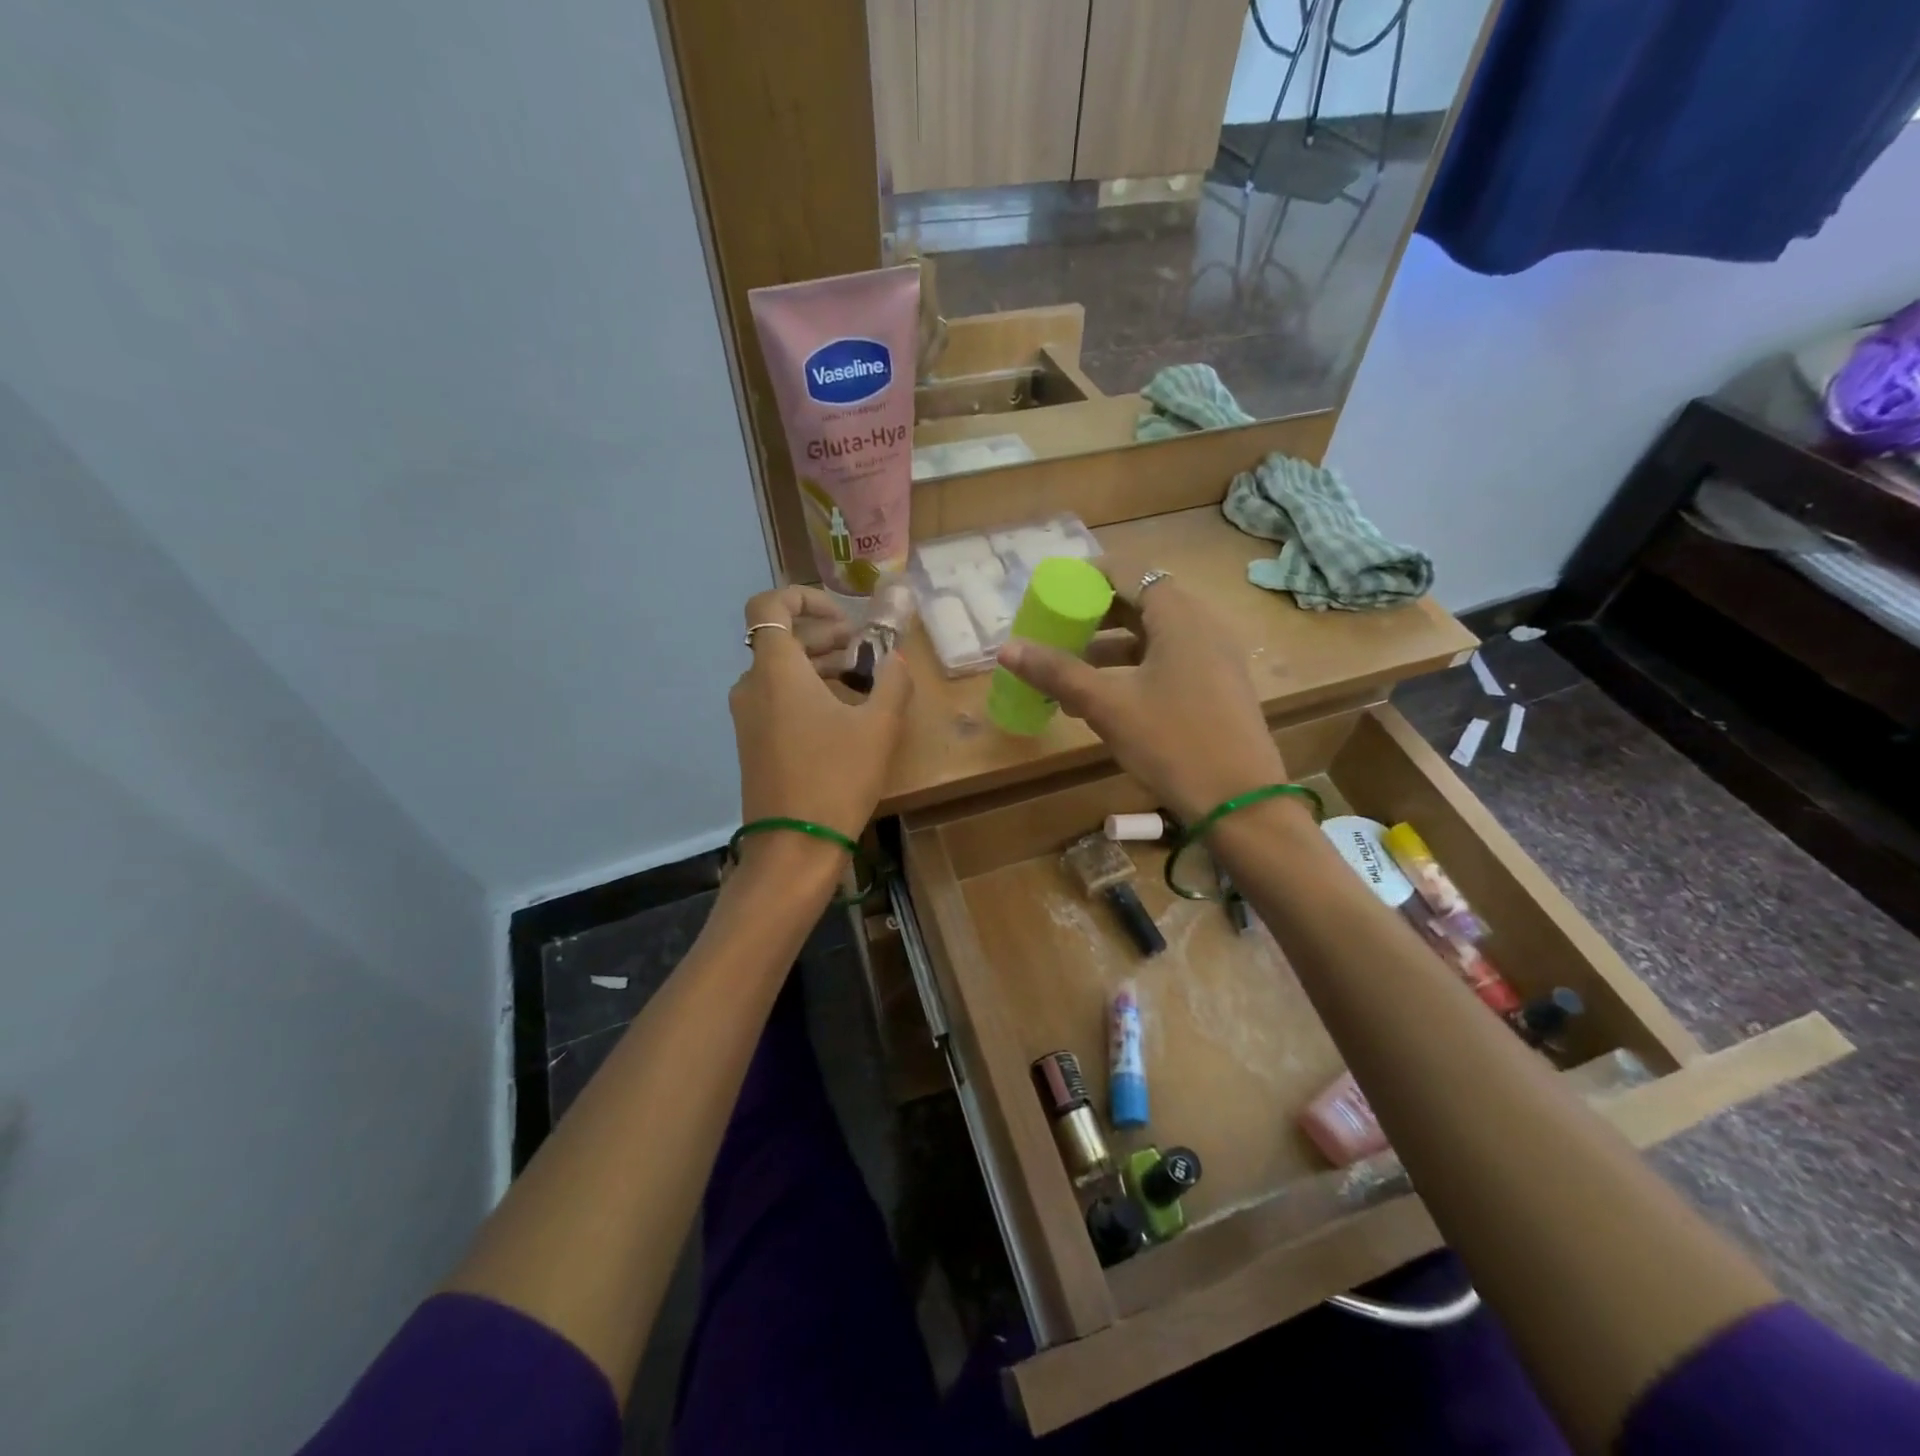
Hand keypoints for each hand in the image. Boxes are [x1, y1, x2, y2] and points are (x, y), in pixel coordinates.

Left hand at [730, 586, 913, 864]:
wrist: (794, 847)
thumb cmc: (836, 778)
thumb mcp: (879, 726)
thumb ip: (892, 681)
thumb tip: (895, 660)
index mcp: (776, 670)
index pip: (769, 605)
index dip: (805, 598)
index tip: (844, 619)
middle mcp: (752, 686)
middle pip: (779, 638)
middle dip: (822, 634)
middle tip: (862, 647)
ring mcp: (748, 716)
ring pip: (779, 670)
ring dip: (817, 663)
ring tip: (859, 678)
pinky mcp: (753, 742)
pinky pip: (776, 698)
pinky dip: (805, 690)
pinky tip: (840, 713)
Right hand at [995, 570, 1284, 823]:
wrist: (1240, 802)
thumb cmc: (1172, 741)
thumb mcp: (1107, 705)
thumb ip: (1057, 672)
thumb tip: (1006, 649)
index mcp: (1179, 616)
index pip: (1129, 572)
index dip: (1088, 579)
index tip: (1055, 597)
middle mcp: (1203, 625)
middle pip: (1141, 602)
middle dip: (1095, 616)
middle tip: (1057, 633)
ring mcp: (1215, 657)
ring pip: (1154, 636)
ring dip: (1112, 647)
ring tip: (1071, 672)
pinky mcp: (1218, 686)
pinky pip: (1169, 661)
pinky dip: (1135, 668)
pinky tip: (1106, 700)